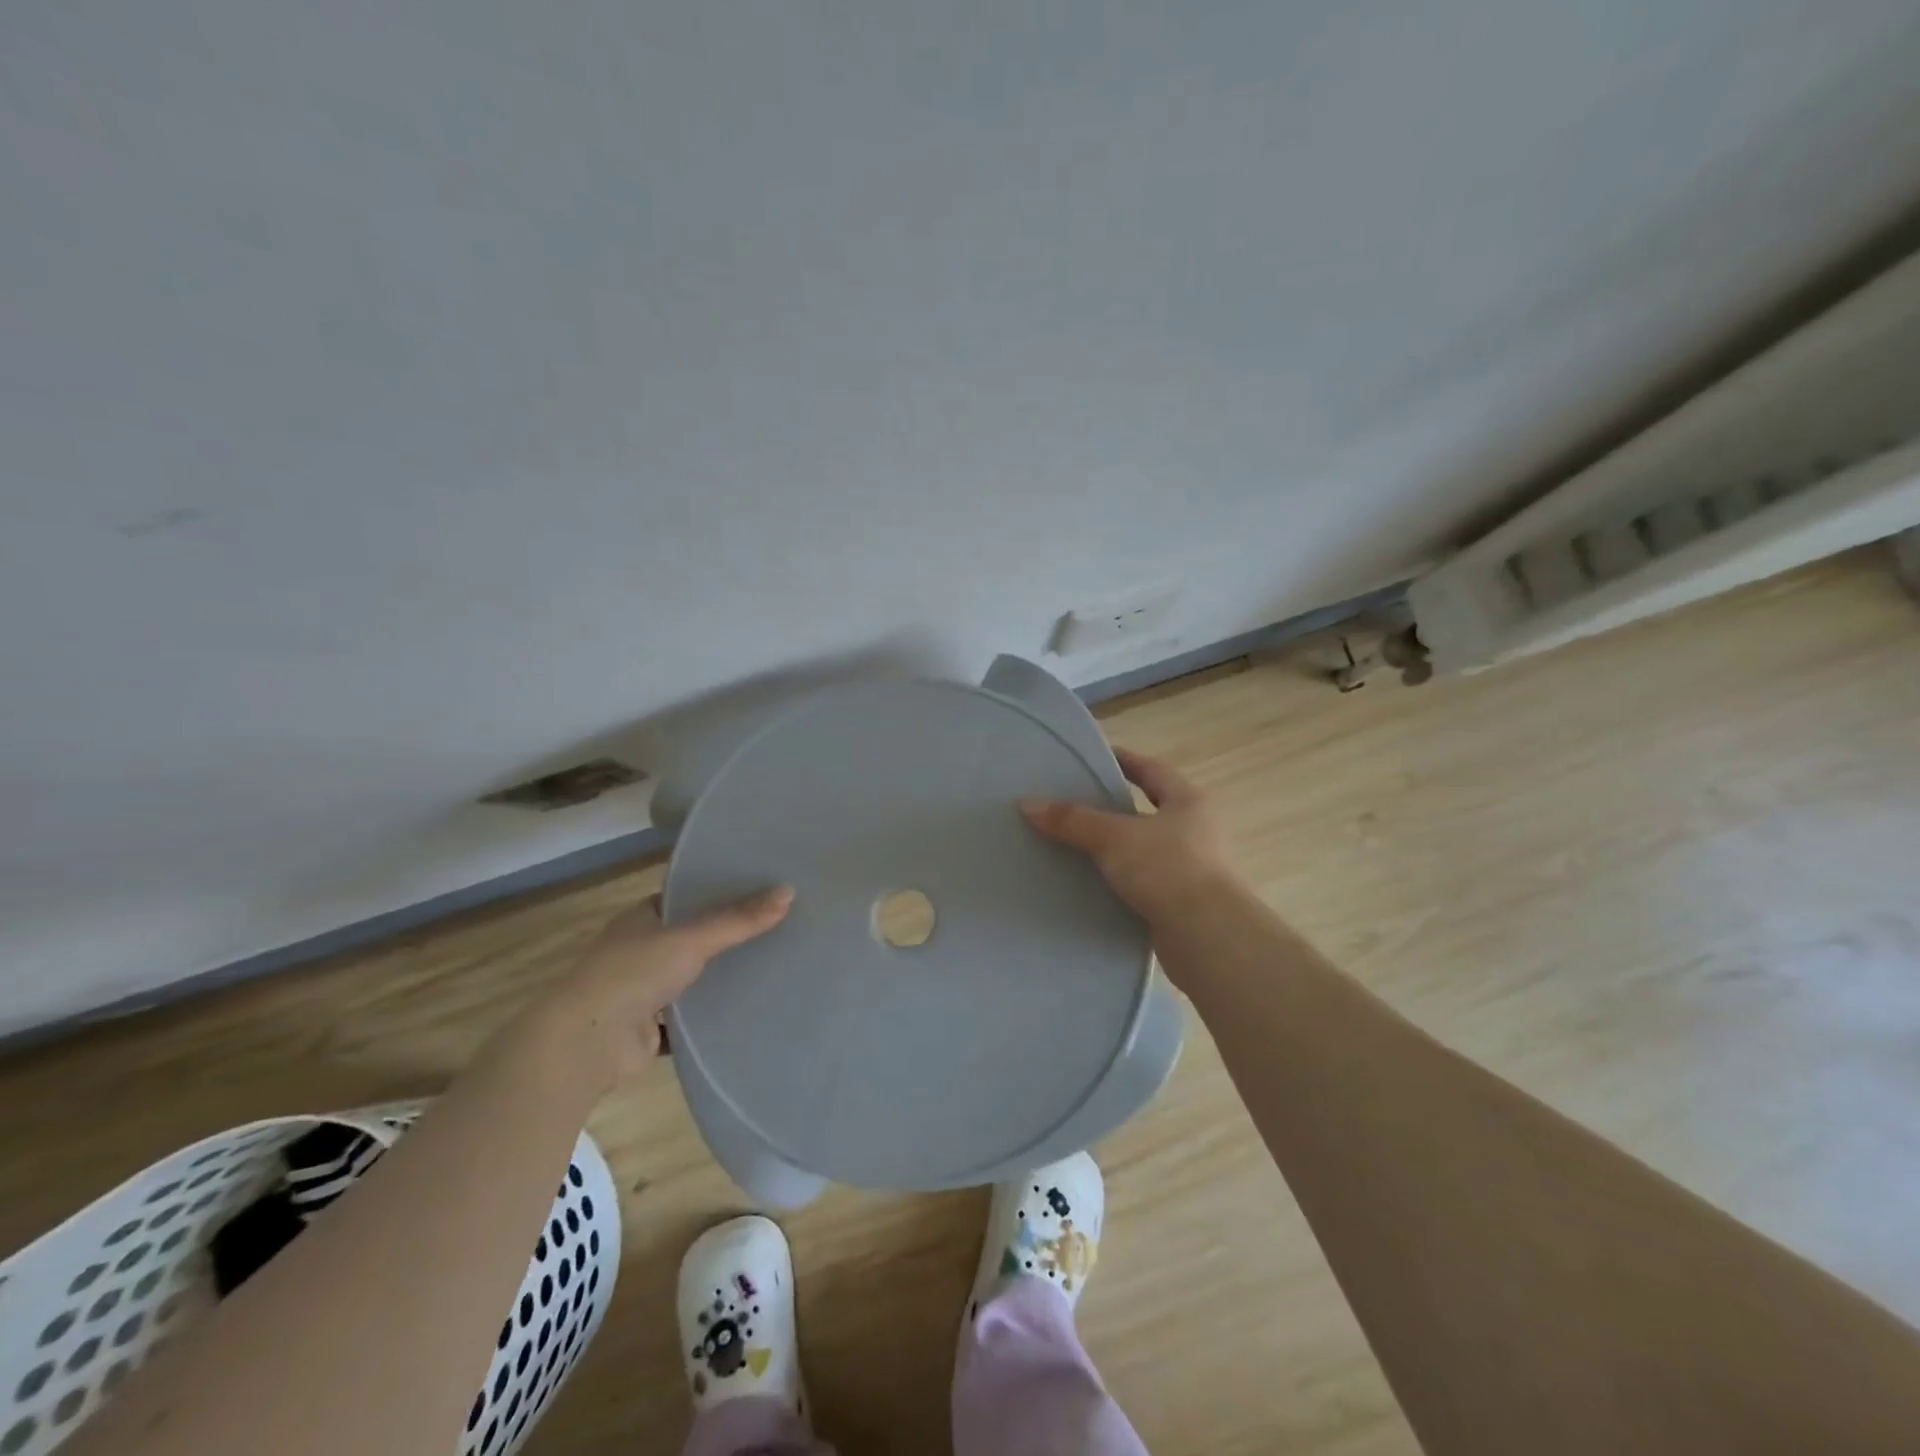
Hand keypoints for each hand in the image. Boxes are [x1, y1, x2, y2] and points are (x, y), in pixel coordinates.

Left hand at [522, 885, 793, 1088]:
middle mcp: (639, 951)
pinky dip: (710, 1017)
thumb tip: (789, 891)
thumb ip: (739, 920)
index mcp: (641, 919)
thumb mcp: (691, 938)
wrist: (586, 1045)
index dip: (718, 892)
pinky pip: (688, 1018)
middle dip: (726, 936)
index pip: (685, 897)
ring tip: (772, 965)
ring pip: (691, 978)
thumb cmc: (632, 974)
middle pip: (691, 938)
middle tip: (777, 926)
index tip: (760, 889)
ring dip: (719, 977)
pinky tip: (747, 1010)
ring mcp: (641, 991)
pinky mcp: (648, 1029)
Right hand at [1020, 747, 1230, 928]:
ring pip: (1143, 849)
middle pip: (1147, 810)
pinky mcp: (1181, 903)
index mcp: (1188, 802)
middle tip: (1073, 804)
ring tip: (1073, 846)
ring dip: (1114, 848)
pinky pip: (1142, 883)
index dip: (1124, 761)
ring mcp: (1191, 869)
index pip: (1152, 770)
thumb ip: (1072, 820)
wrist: (1207, 938)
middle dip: (1113, 808)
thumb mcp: (1114, 837)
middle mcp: (1195, 831)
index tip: (1093, 758)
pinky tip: (1091, 886)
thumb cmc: (1167, 870)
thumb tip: (1028, 804)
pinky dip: (1118, 881)